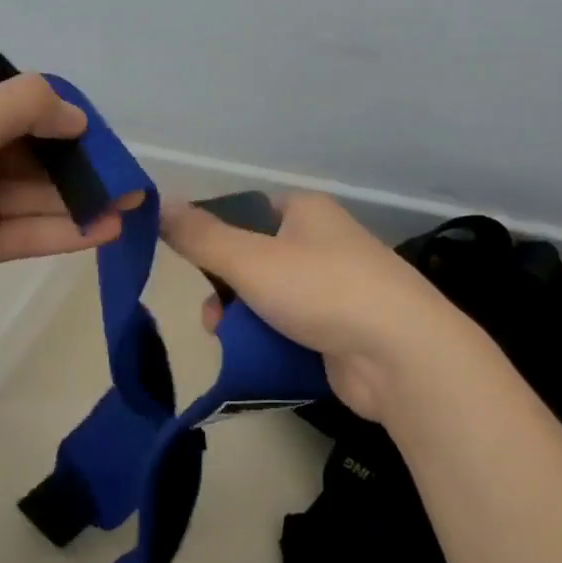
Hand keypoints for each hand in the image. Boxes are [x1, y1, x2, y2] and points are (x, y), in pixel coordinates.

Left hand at [0, 74, 135, 333]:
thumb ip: (23, 108)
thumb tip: (78, 117)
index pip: (25, 108)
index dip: (66, 119)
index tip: (102, 135)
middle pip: (41, 155)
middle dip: (85, 164)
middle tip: (129, 176)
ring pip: (44, 196)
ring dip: (86, 199)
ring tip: (133, 203)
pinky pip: (35, 232)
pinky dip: (71, 231)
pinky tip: (108, 229)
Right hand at [160, 193, 467, 421]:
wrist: (402, 355)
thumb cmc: (322, 289)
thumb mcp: (251, 259)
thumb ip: (200, 236)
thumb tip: (159, 203)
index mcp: (306, 211)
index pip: (247, 212)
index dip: (215, 235)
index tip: (192, 264)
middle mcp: (323, 242)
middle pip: (255, 259)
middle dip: (226, 287)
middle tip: (212, 314)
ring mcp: (336, 288)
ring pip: (271, 298)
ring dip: (243, 318)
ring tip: (225, 340)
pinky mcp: (342, 330)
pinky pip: (292, 329)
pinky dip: (271, 341)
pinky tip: (255, 359)